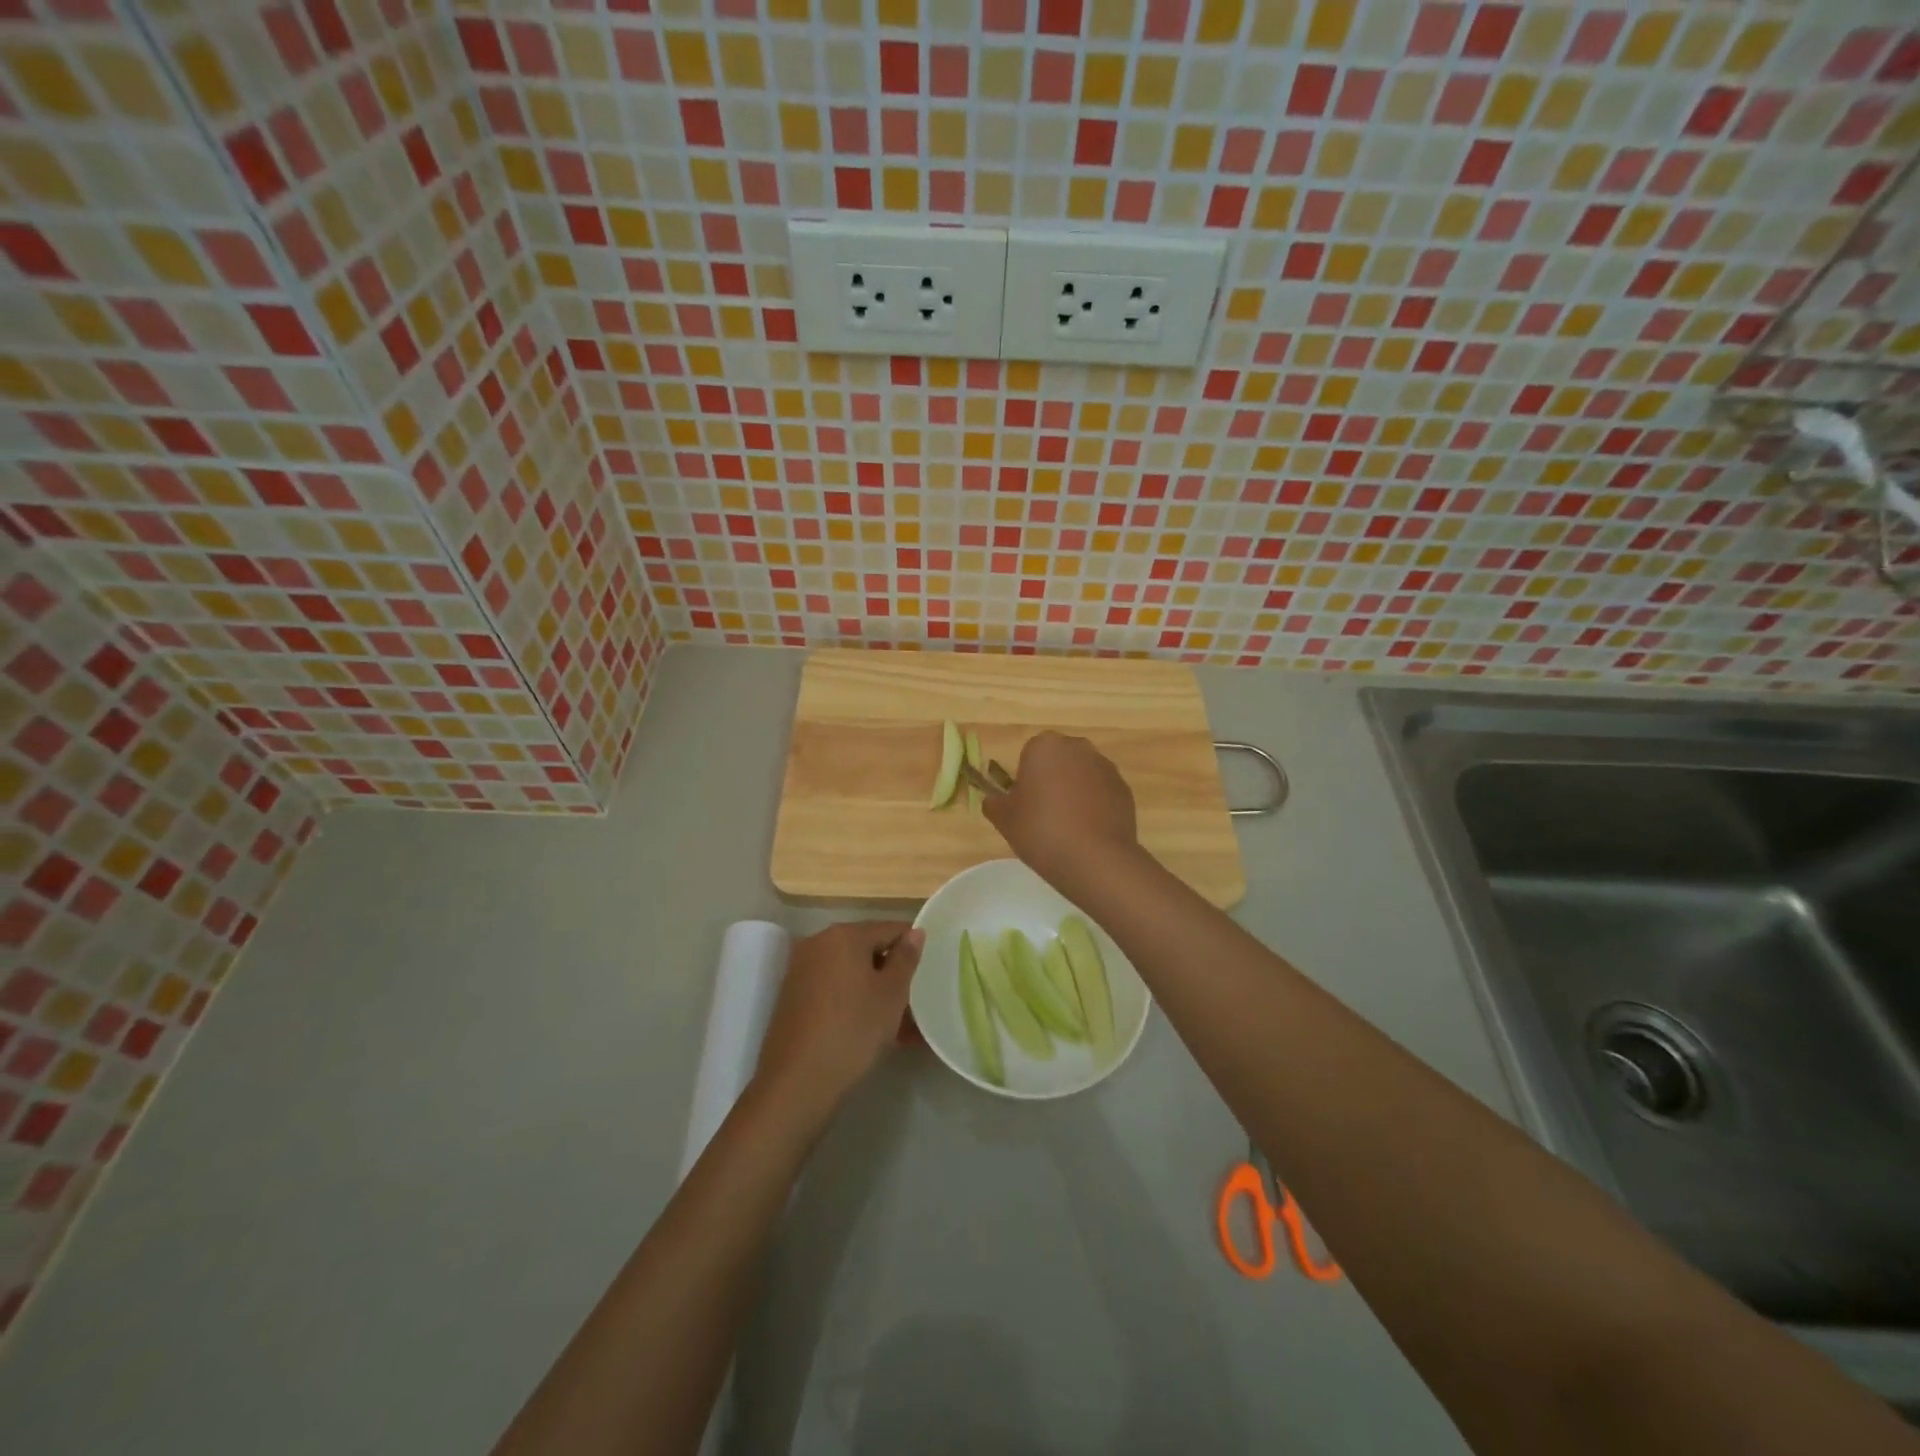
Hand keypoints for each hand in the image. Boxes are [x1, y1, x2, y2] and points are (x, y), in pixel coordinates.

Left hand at [754, 922, 922, 1123]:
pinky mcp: (792, 996)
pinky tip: (871, 1031)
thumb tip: (915, 932)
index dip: (913, 947)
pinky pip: (833, 990)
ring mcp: (801, 970)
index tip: (928, 972)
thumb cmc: (853, 1031)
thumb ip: (905, 958)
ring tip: (900, 1027)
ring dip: (875, 992)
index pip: (889, 929)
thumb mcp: (891, 994)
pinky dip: (854, 1002)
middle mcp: (818, 943)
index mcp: (844, 935)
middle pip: (867, 949)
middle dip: (892, 973)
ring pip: (850, 973)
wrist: (797, 1084)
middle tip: (915, 1004)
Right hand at [984, 732, 1141, 892]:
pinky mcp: (1124, 789)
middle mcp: (1078, 747)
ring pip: (1082, 775)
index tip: (1025, 805)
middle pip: (1058, 761)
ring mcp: (1105, 767)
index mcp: (1045, 746)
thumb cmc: (1041, 831)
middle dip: (1052, 780)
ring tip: (1068, 827)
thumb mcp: (1004, 819)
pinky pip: (1101, 792)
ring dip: (1074, 792)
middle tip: (1044, 814)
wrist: (1095, 859)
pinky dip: (1095, 805)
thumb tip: (995, 799)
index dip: (1025, 780)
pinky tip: (1088, 832)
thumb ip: (994, 802)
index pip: (1029, 755)